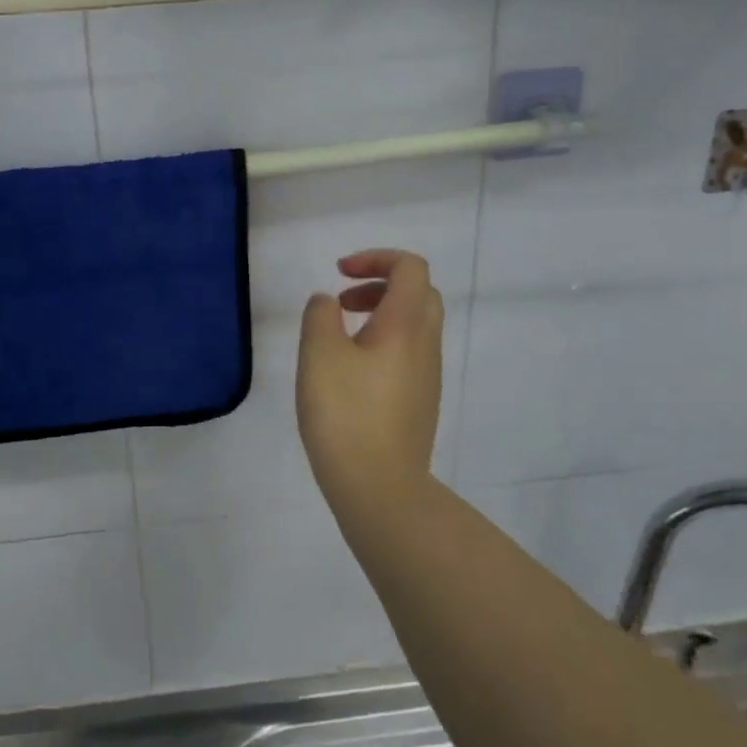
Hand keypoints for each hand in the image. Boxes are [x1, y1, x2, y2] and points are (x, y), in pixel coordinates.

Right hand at [296, 249, 444, 517]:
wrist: (380, 488)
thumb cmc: (346, 414)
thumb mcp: (319, 354)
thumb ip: (320, 315)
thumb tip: (328, 302)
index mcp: (406, 325)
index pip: (411, 267)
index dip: (376, 257)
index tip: (339, 274)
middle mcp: (426, 344)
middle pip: (419, 292)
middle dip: (379, 284)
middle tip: (341, 302)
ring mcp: (428, 375)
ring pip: (415, 324)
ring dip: (380, 314)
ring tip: (339, 336)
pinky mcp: (421, 400)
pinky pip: (409, 353)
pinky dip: (383, 342)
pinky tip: (351, 371)